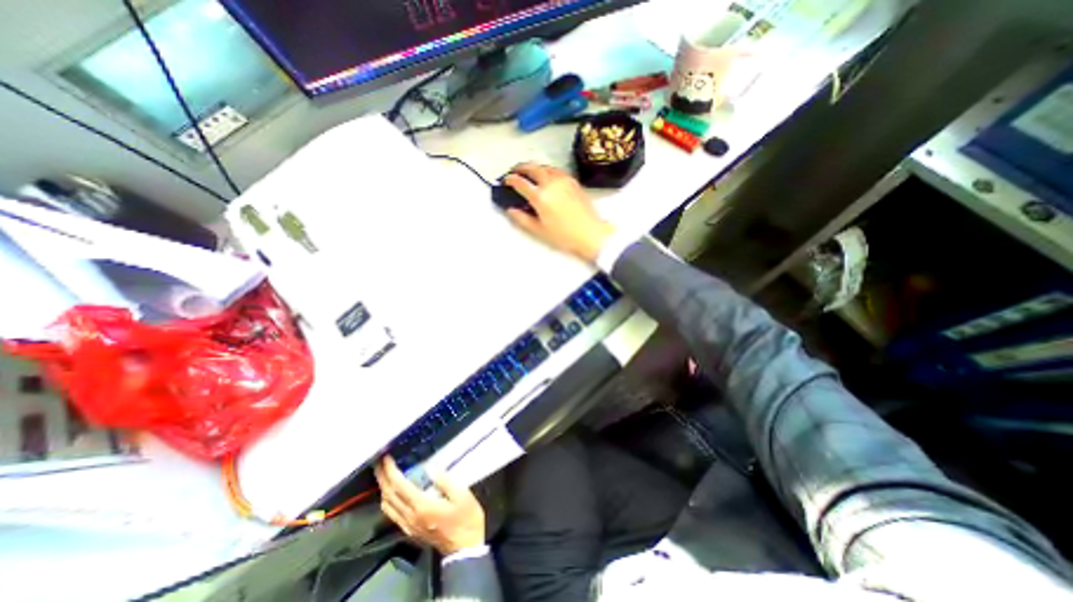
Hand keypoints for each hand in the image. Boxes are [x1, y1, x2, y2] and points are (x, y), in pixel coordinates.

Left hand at [371, 456, 483, 555]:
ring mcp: (408, 526)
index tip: (386, 457)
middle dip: (382, 477)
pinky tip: (392, 492)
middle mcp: (410, 517)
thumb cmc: (466, 518)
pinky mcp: (410, 531)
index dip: (391, 471)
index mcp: (422, 506)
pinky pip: (392, 514)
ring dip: (383, 488)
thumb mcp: (462, 495)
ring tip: (384, 474)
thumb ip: (445, 480)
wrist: (465, 547)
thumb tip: (431, 468)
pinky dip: (388, 500)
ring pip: (387, 506)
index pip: (399, 486)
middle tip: (379, 462)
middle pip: (389, 496)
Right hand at [508, 162, 616, 261]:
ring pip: (545, 167)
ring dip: (535, 167)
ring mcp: (564, 180)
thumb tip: (511, 210)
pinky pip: (556, 170)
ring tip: (530, 173)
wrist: (590, 233)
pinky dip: (547, 170)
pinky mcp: (573, 182)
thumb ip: (522, 219)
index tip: (506, 181)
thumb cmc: (564, 236)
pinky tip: (547, 177)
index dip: (510, 180)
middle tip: (515, 171)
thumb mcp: (539, 231)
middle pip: (533, 168)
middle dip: (521, 168)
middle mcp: (551, 184)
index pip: (521, 182)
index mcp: (540, 197)